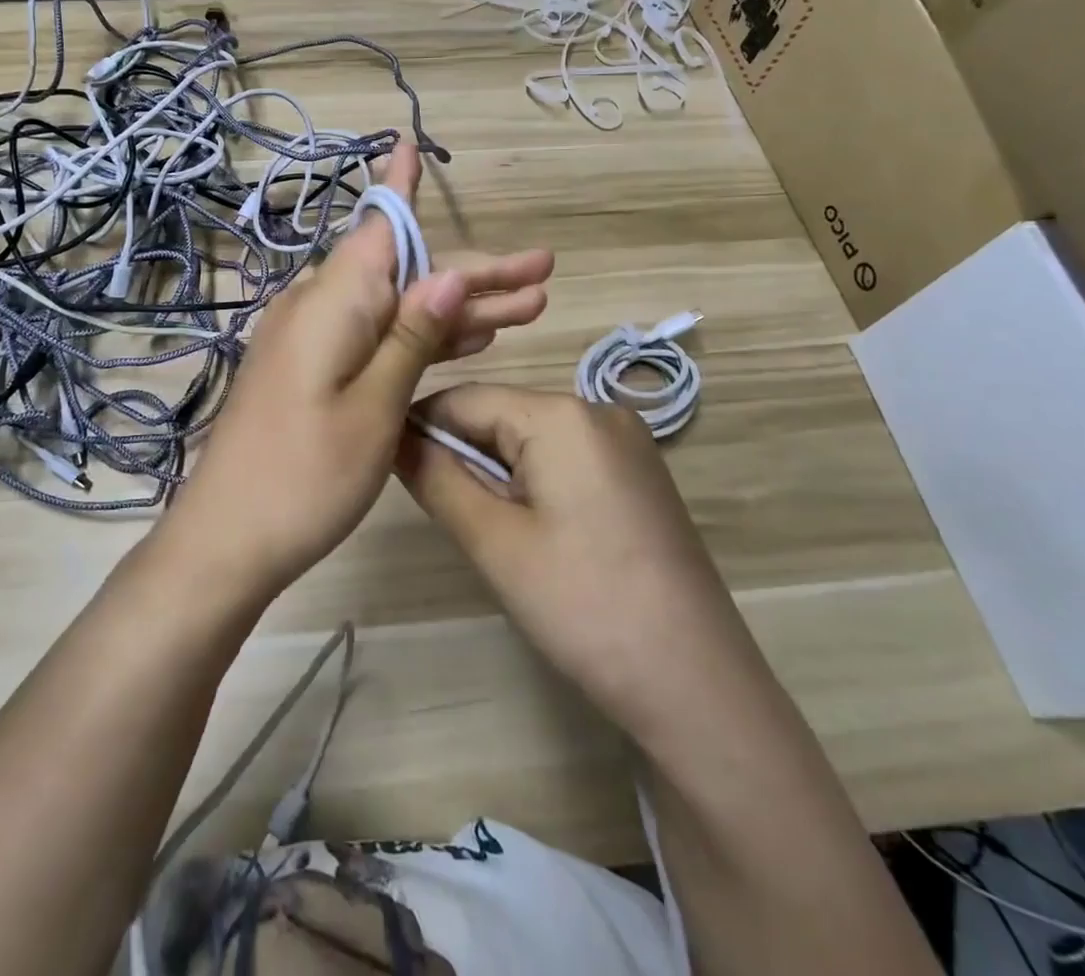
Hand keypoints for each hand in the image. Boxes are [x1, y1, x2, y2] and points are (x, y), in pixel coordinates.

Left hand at [161, 145, 553, 601]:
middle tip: (543, 275)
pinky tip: (465, 341)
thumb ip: (411, 336)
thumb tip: (447, 273)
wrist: (228, 539)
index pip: (381, 228)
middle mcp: (320, 308)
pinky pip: (375, 338)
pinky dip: (419, 338)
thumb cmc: (305, 475)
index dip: (403, 188)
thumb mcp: (374, 405)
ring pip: (396, 308)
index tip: (414, 143)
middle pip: (404, 273)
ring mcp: (313, 341)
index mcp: (335, 302)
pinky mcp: (312, 371)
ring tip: (528, 309)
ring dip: (456, 309)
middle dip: (473, 275)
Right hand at [396, 385, 728, 743]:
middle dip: (460, 453)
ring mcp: (626, 443)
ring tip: (486, 528)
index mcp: (562, 415)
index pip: (465, 398)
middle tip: (439, 511)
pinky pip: (564, 458)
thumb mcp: (494, 542)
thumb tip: (394, 437)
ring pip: (530, 438)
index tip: (386, 464)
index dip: (419, 427)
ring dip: (494, 470)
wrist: (698, 686)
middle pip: (500, 414)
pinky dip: (531, 481)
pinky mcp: (638, 475)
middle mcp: (598, 410)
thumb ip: (436, 478)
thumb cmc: (584, 606)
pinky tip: (531, 530)